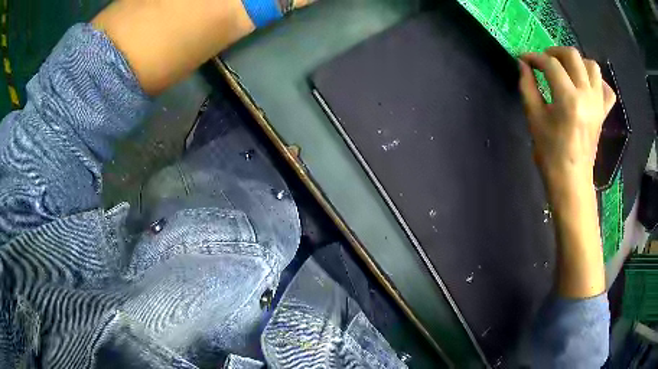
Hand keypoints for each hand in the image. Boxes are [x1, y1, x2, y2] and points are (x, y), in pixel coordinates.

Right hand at [519, 47, 616, 198]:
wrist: (572, 180)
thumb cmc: (551, 153)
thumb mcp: (534, 118)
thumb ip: (527, 86)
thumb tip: (523, 64)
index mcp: (569, 99)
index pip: (550, 64)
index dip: (534, 57)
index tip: (524, 60)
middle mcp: (587, 96)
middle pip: (573, 56)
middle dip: (555, 52)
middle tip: (545, 62)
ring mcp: (599, 104)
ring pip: (592, 66)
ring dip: (577, 62)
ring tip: (567, 70)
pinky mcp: (604, 112)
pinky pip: (607, 89)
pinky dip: (597, 81)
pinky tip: (587, 85)